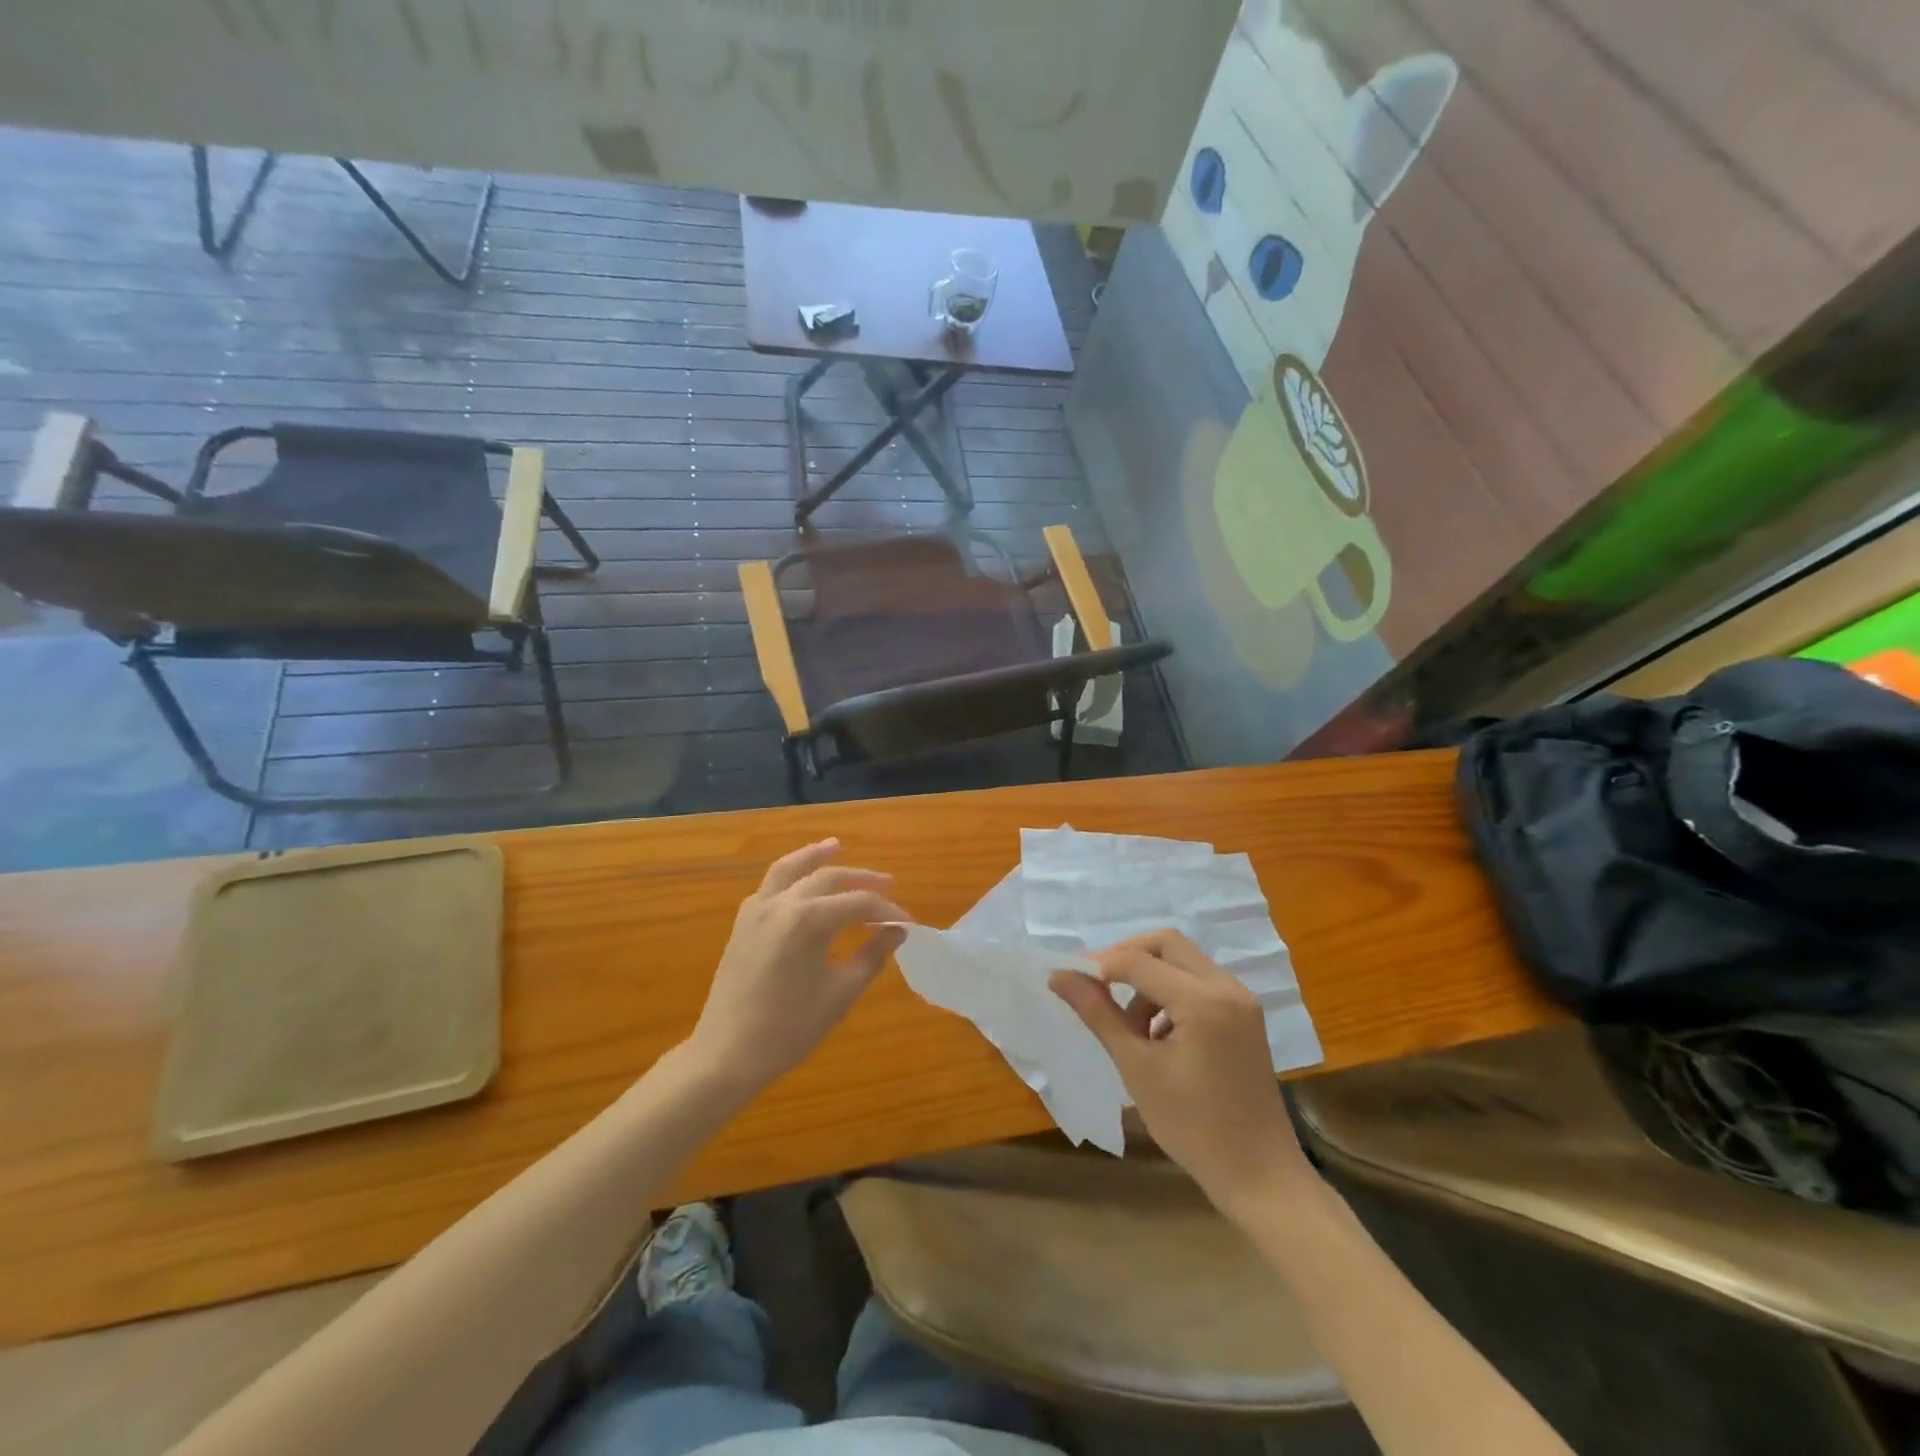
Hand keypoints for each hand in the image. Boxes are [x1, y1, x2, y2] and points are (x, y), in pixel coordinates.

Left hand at [686, 839, 908, 1095]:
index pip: (859, 904)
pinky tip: (800, 885)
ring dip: (815, 857)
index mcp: (809, 919)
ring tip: (834, 845)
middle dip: (860, 879)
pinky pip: (769, 887)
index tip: (908, 924)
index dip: (887, 912)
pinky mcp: (742, 924)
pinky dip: (789, 877)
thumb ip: (872, 955)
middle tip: (888, 883)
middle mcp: (782, 903)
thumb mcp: (841, 992)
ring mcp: (757, 910)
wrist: (727, 1054)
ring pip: (789, 869)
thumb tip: (897, 931)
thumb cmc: (790, 1027)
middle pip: (827, 877)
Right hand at [1049, 931, 1313, 1216]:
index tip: (1067, 979)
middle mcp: (1227, 987)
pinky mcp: (1245, 1014)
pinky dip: (1171, 992)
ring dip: (1149, 978)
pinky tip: (1157, 1033)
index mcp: (1203, 1000)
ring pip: (1183, 961)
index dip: (1098, 965)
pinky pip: (1200, 982)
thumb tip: (1058, 976)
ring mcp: (1241, 999)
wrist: (1259, 1176)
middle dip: (1127, 958)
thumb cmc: (1192, 1127)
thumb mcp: (1137, 1067)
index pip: (1138, 961)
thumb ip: (1098, 1013)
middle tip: (1097, 988)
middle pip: (1166, 945)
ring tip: (1129, 1027)